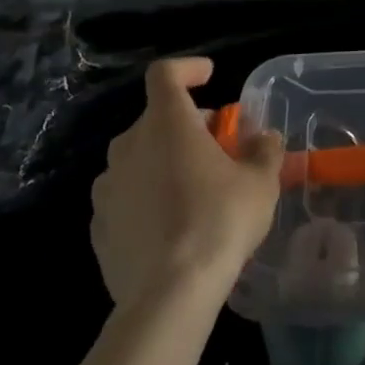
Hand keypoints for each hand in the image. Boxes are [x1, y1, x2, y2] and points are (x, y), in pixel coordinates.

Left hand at [90, 57, 285, 308]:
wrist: (167, 296)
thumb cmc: (218, 221)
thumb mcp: (260, 182)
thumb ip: (265, 150)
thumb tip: (265, 138)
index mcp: (166, 123)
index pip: (165, 73)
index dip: (188, 69)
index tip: (209, 76)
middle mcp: (129, 146)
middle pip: (156, 118)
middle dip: (186, 124)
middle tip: (217, 146)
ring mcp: (108, 188)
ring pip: (138, 158)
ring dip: (164, 161)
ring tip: (193, 188)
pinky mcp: (99, 228)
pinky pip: (125, 197)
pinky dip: (146, 197)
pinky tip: (170, 224)